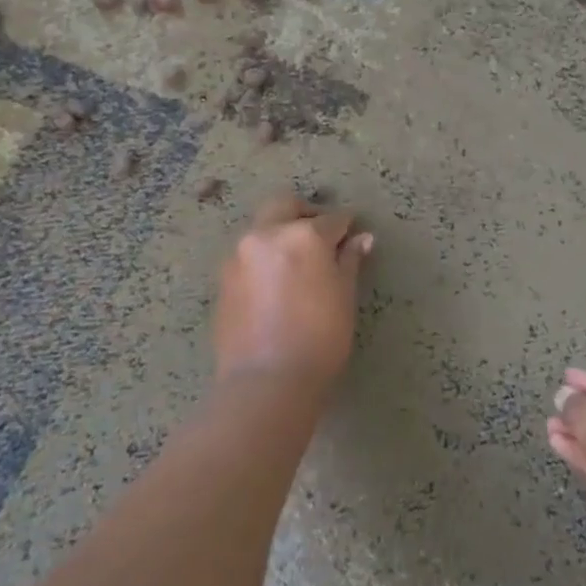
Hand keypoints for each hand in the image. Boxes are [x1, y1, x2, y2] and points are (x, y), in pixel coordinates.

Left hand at [214, 195, 373, 391]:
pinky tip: (278, 284)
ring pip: (263, 228)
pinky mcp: (223, 279)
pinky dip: (265, 257)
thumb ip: (349, 261)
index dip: (347, 226)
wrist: (266, 380)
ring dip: (281, 233)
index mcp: (303, 235)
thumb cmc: (320, 338)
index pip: (332, 219)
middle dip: (306, 213)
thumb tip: (361, 239)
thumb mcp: (344, 296)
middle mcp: (267, 234)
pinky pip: (249, 254)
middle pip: (286, 205)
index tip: (354, 234)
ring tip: (299, 262)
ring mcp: (240, 255)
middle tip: (323, 236)